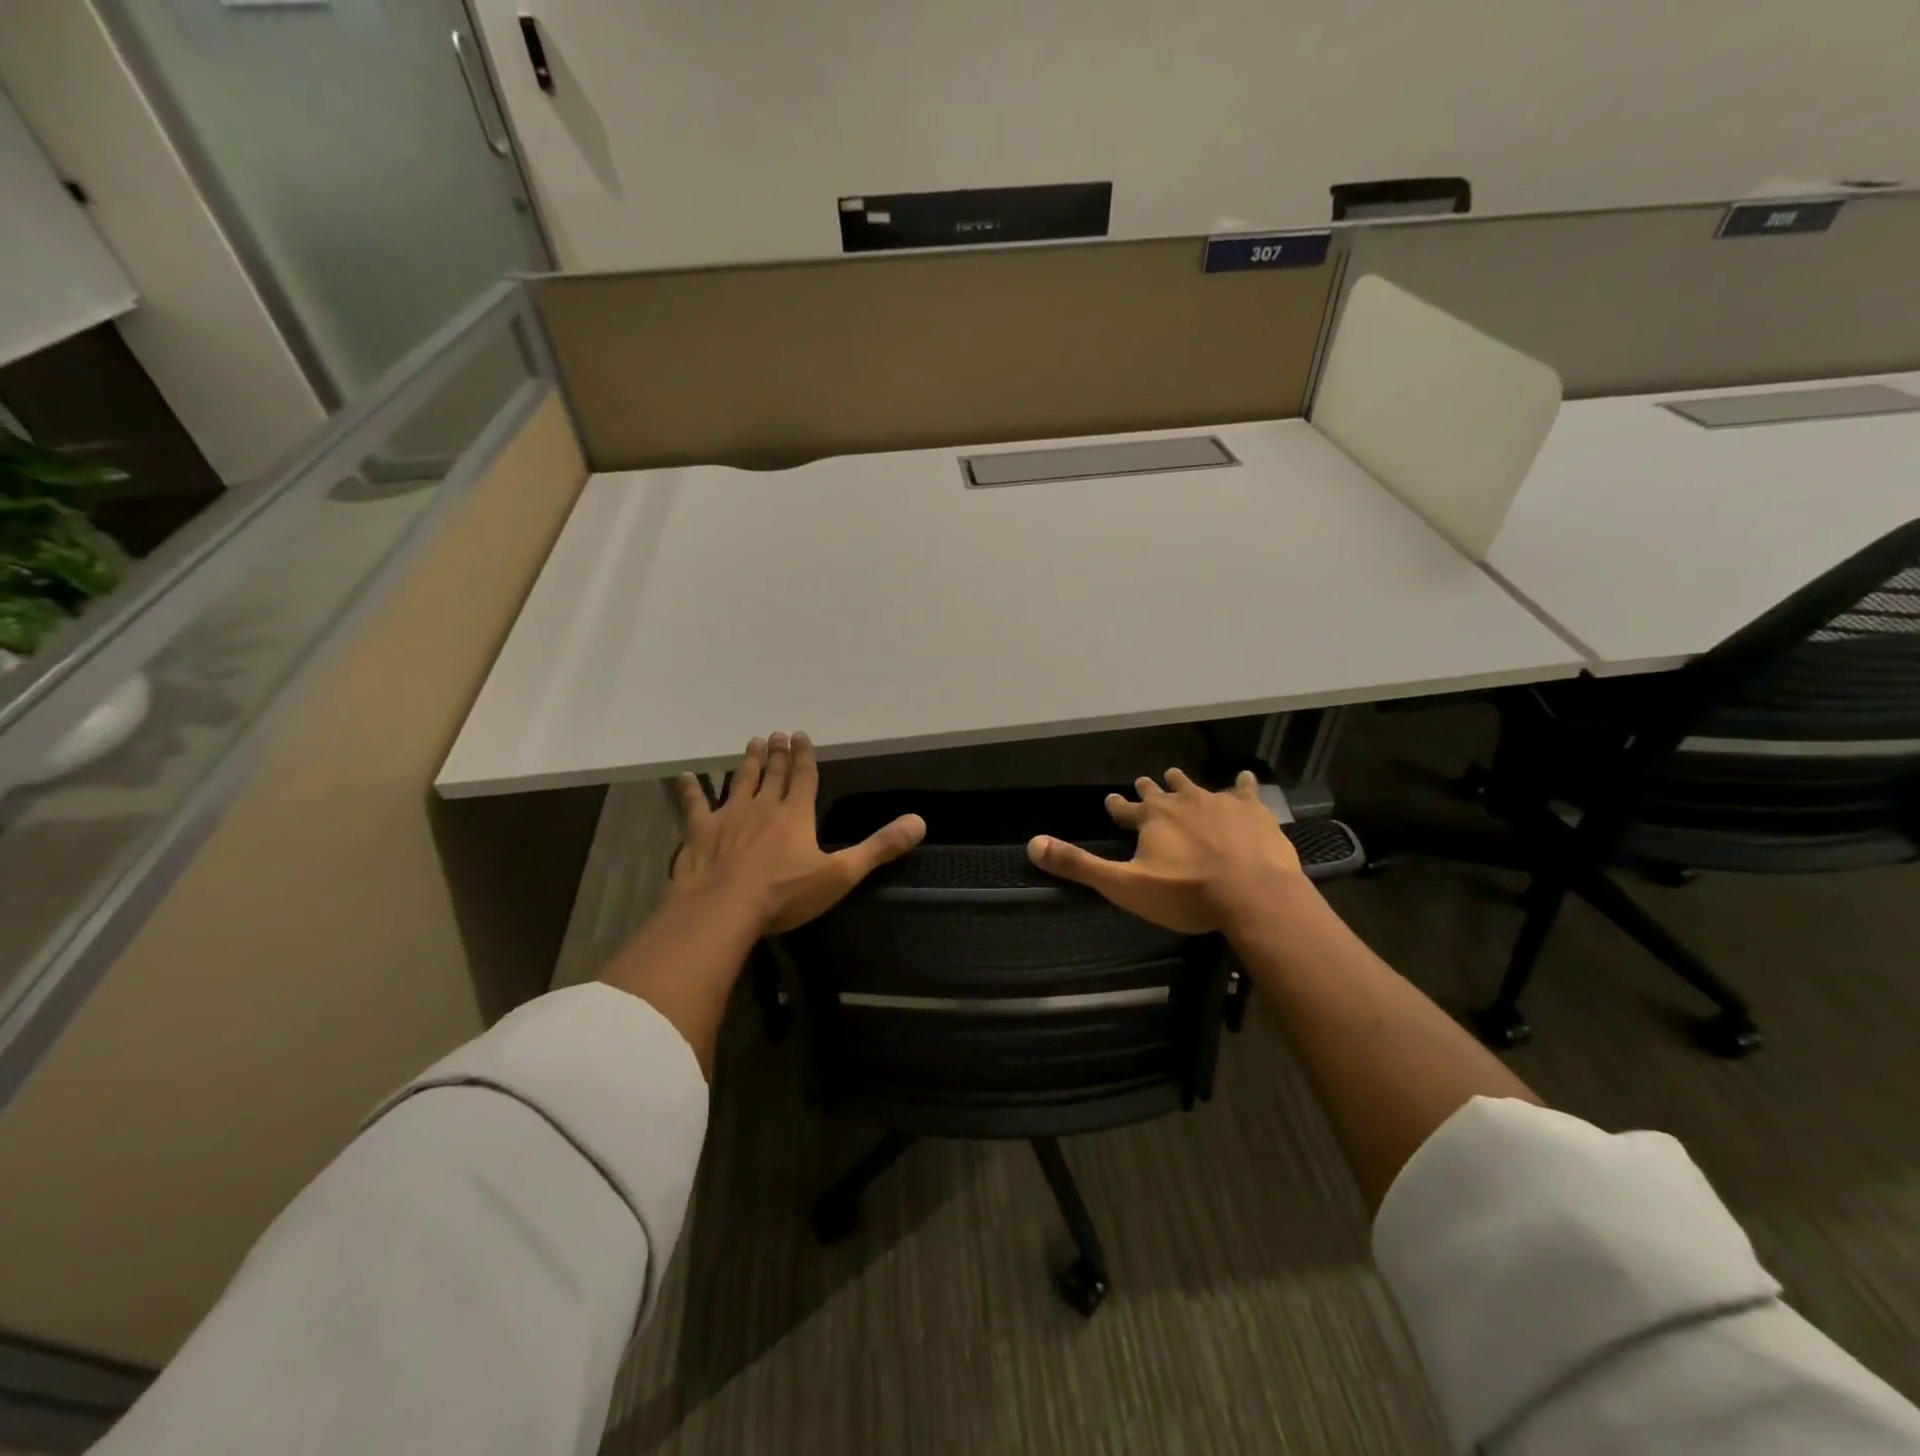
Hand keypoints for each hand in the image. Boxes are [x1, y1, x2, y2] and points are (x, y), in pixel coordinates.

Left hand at [671, 733, 925, 934]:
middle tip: (775, 733)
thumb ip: (879, 847)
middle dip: (776, 753)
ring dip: (746, 762)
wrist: (725, 909)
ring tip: (750, 743)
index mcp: (796, 814)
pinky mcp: (701, 832)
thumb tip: (919, 822)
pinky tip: (685, 776)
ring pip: (740, 781)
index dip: (805, 756)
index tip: (800, 735)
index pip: (804, 777)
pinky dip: (690, 790)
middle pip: (772, 773)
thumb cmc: (785, 894)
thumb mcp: (841, 873)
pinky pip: (694, 805)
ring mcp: (729, 816)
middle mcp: (763, 806)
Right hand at [1027, 769, 1304, 933]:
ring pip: (1196, 786)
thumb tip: (1032, 844)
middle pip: (1160, 791)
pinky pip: (1244, 790)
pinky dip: (1241, 785)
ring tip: (1177, 777)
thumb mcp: (1124, 886)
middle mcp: (1182, 802)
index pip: (1125, 809)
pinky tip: (1243, 779)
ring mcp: (1219, 802)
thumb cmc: (1186, 894)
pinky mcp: (1252, 810)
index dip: (1117, 807)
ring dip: (1184, 783)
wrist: (1252, 894)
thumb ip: (1079, 865)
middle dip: (1150, 789)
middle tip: (1144, 782)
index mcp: (1151, 819)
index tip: (1111, 802)